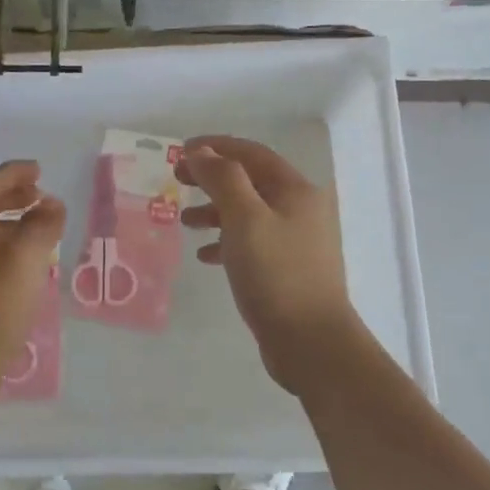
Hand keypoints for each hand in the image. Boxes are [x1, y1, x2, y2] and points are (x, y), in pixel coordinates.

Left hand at [0, 160, 65, 399]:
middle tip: (39, 195)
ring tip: (37, 230)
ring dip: (8, 226)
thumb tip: (51, 204)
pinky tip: (20, 269)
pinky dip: (1, 251)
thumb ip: (43, 223)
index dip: (15, 173)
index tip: (39, 169)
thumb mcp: (26, 257)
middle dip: (11, 198)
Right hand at [177, 136, 363, 395]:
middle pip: (249, 181)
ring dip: (215, 210)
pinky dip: (226, 241)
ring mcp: (295, 240)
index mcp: (294, 189)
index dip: (215, 147)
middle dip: (212, 178)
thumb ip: (222, 179)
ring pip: (248, 212)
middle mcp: (299, 208)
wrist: (312, 343)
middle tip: (177, 180)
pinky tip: (205, 255)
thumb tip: (201, 151)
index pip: (251, 153)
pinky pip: (251, 242)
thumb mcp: (244, 218)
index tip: (180, 151)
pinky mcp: (287, 268)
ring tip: (185, 221)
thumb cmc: (276, 273)